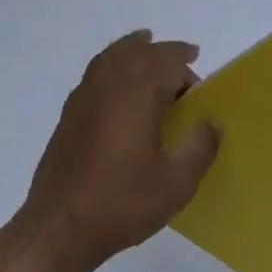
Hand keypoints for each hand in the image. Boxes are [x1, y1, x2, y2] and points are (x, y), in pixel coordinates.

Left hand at [20, 31, 220, 271]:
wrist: (59, 226)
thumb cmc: (122, 202)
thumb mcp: (176, 183)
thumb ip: (199, 148)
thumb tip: (212, 123)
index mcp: (137, 93)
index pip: (167, 62)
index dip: (186, 66)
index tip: (200, 83)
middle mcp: (108, 85)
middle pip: (137, 52)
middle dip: (162, 52)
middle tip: (183, 57)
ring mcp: (83, 98)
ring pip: (110, 57)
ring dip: (132, 49)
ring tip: (145, 46)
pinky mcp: (68, 116)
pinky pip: (94, 74)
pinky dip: (110, 65)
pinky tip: (117, 86)